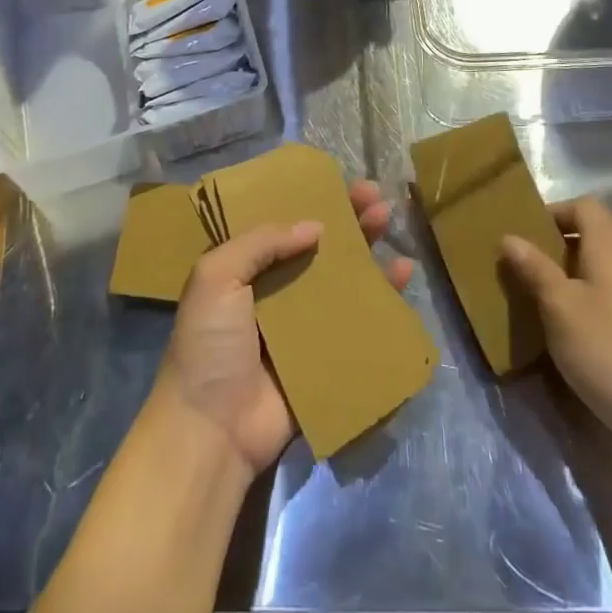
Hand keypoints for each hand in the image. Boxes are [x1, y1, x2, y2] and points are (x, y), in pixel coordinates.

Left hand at [152, 180, 411, 478]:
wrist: (213, 428)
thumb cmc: (209, 345)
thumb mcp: (216, 276)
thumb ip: (260, 242)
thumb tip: (314, 226)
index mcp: (247, 270)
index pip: (286, 226)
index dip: (313, 203)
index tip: (341, 184)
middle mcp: (278, 291)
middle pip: (321, 247)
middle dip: (349, 221)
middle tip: (376, 199)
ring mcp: (305, 325)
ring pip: (344, 278)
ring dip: (369, 250)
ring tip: (390, 224)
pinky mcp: (328, 355)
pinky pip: (360, 319)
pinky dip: (383, 297)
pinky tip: (402, 274)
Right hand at [500, 199, 611, 467]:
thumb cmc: (607, 349)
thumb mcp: (558, 306)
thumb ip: (533, 267)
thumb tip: (509, 236)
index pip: (585, 206)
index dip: (555, 212)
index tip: (526, 234)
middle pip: (594, 236)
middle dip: (558, 247)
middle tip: (525, 268)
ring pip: (603, 270)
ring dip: (572, 278)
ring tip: (541, 301)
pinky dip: (589, 303)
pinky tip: (571, 333)